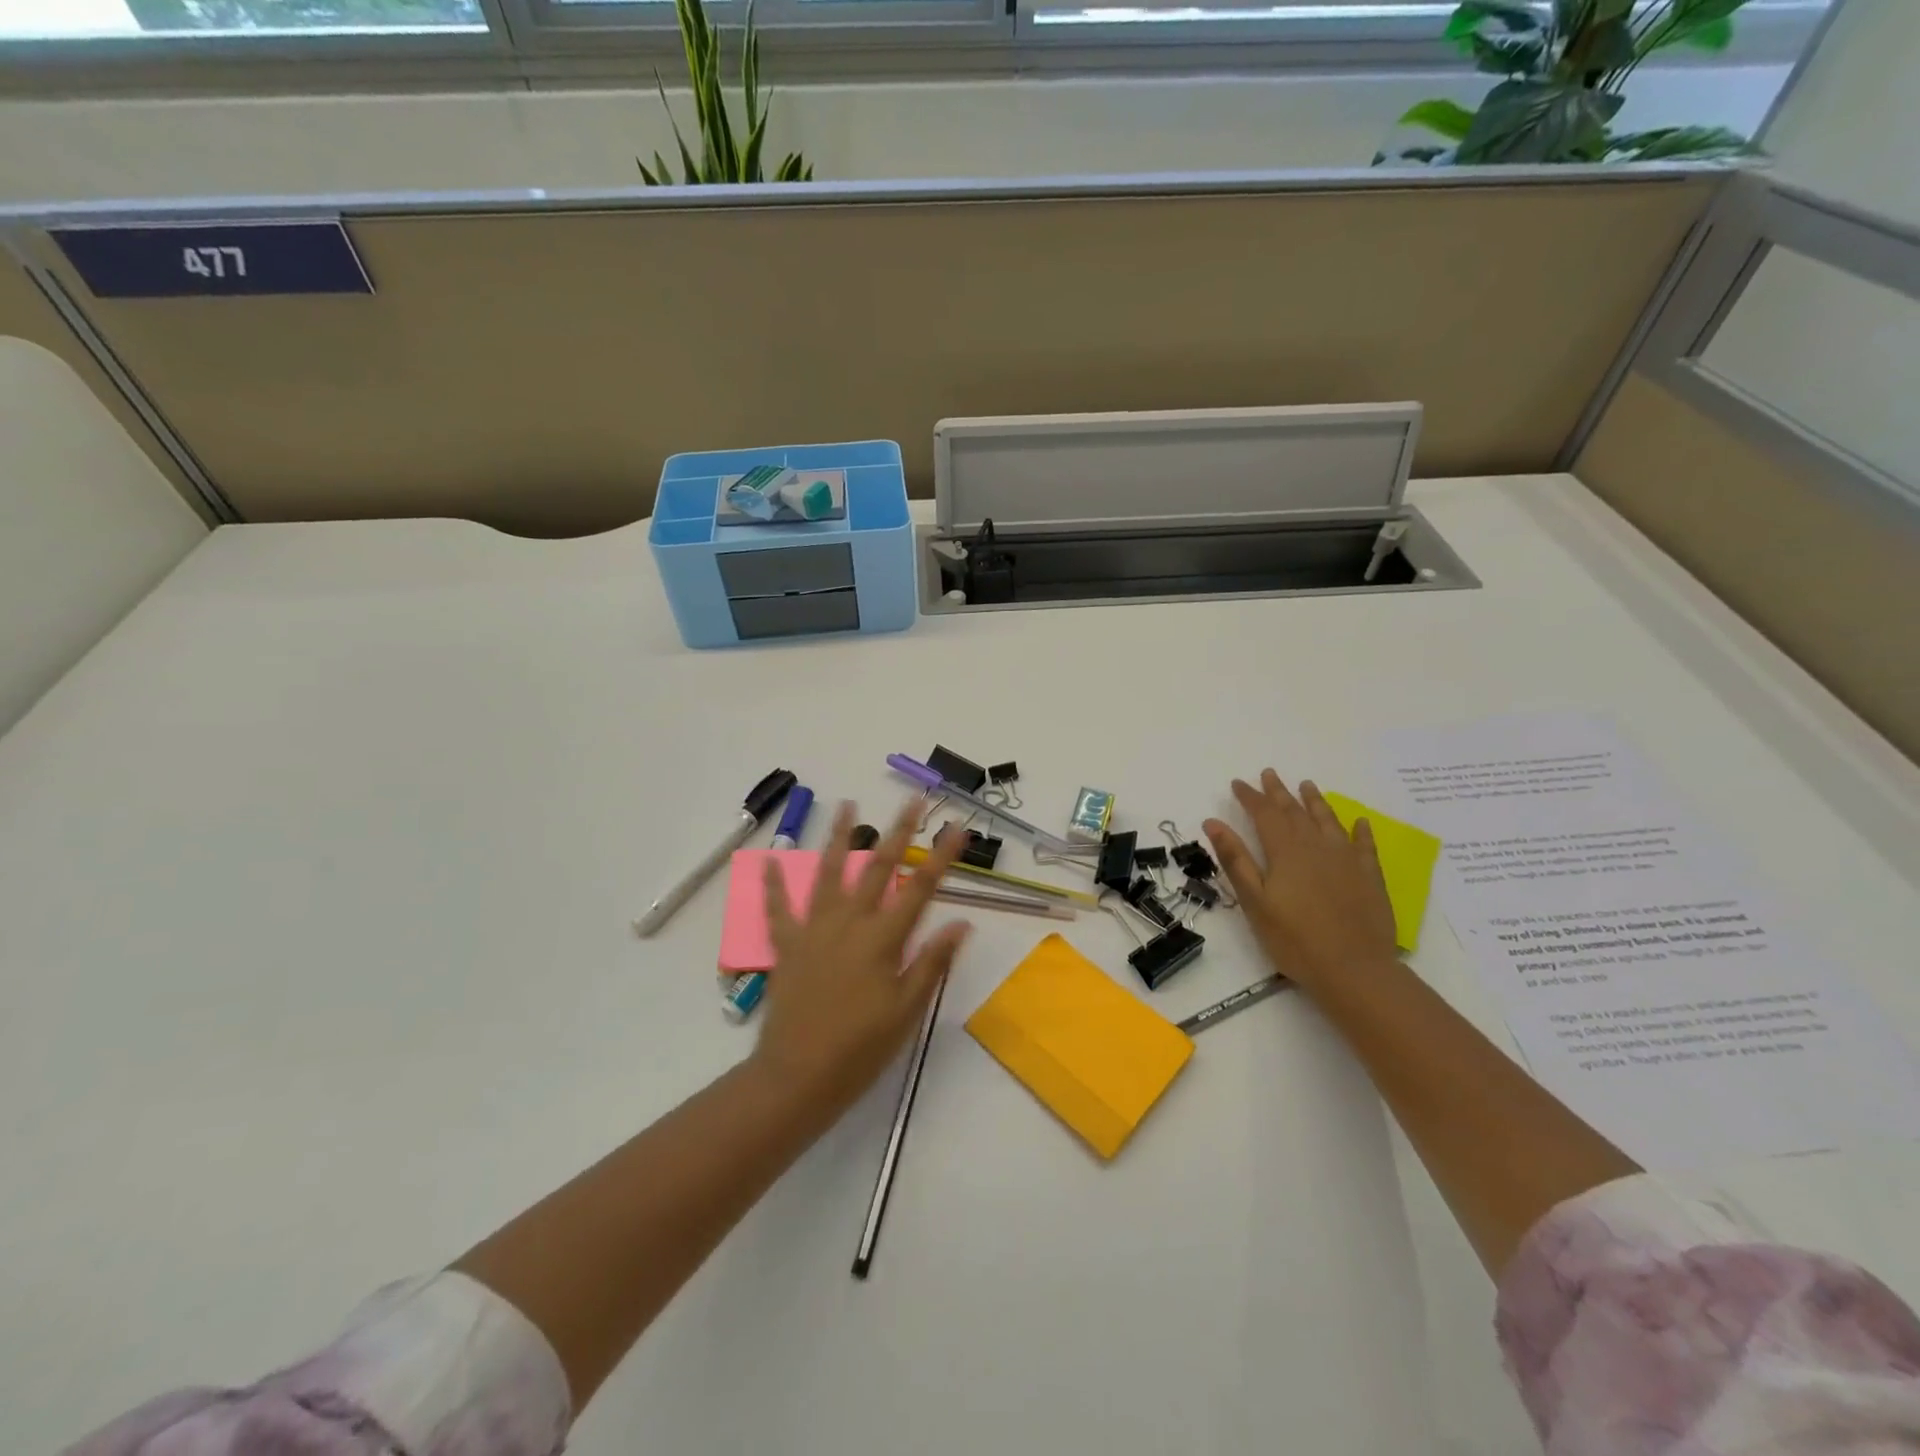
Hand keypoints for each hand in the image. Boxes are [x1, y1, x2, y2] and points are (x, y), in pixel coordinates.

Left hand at [753, 799, 970, 1117]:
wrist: (798, 1076)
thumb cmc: (861, 1047)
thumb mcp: (907, 1011)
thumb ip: (932, 962)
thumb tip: (961, 922)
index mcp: (883, 939)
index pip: (920, 888)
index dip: (942, 856)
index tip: (957, 827)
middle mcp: (850, 923)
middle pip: (878, 867)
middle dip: (898, 831)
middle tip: (913, 800)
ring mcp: (815, 930)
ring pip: (829, 873)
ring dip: (839, 838)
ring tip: (847, 805)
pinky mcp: (788, 946)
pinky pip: (779, 909)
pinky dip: (774, 885)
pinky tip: (769, 861)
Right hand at [1203, 772, 1398, 992]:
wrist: (1355, 970)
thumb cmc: (1294, 939)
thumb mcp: (1254, 901)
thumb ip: (1235, 859)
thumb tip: (1213, 822)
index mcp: (1285, 851)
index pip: (1264, 814)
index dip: (1250, 797)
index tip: (1238, 783)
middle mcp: (1316, 846)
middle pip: (1295, 811)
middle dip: (1279, 792)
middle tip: (1269, 774)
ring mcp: (1347, 860)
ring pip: (1328, 821)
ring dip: (1315, 801)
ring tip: (1307, 785)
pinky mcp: (1369, 877)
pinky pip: (1365, 845)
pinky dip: (1360, 830)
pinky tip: (1359, 822)